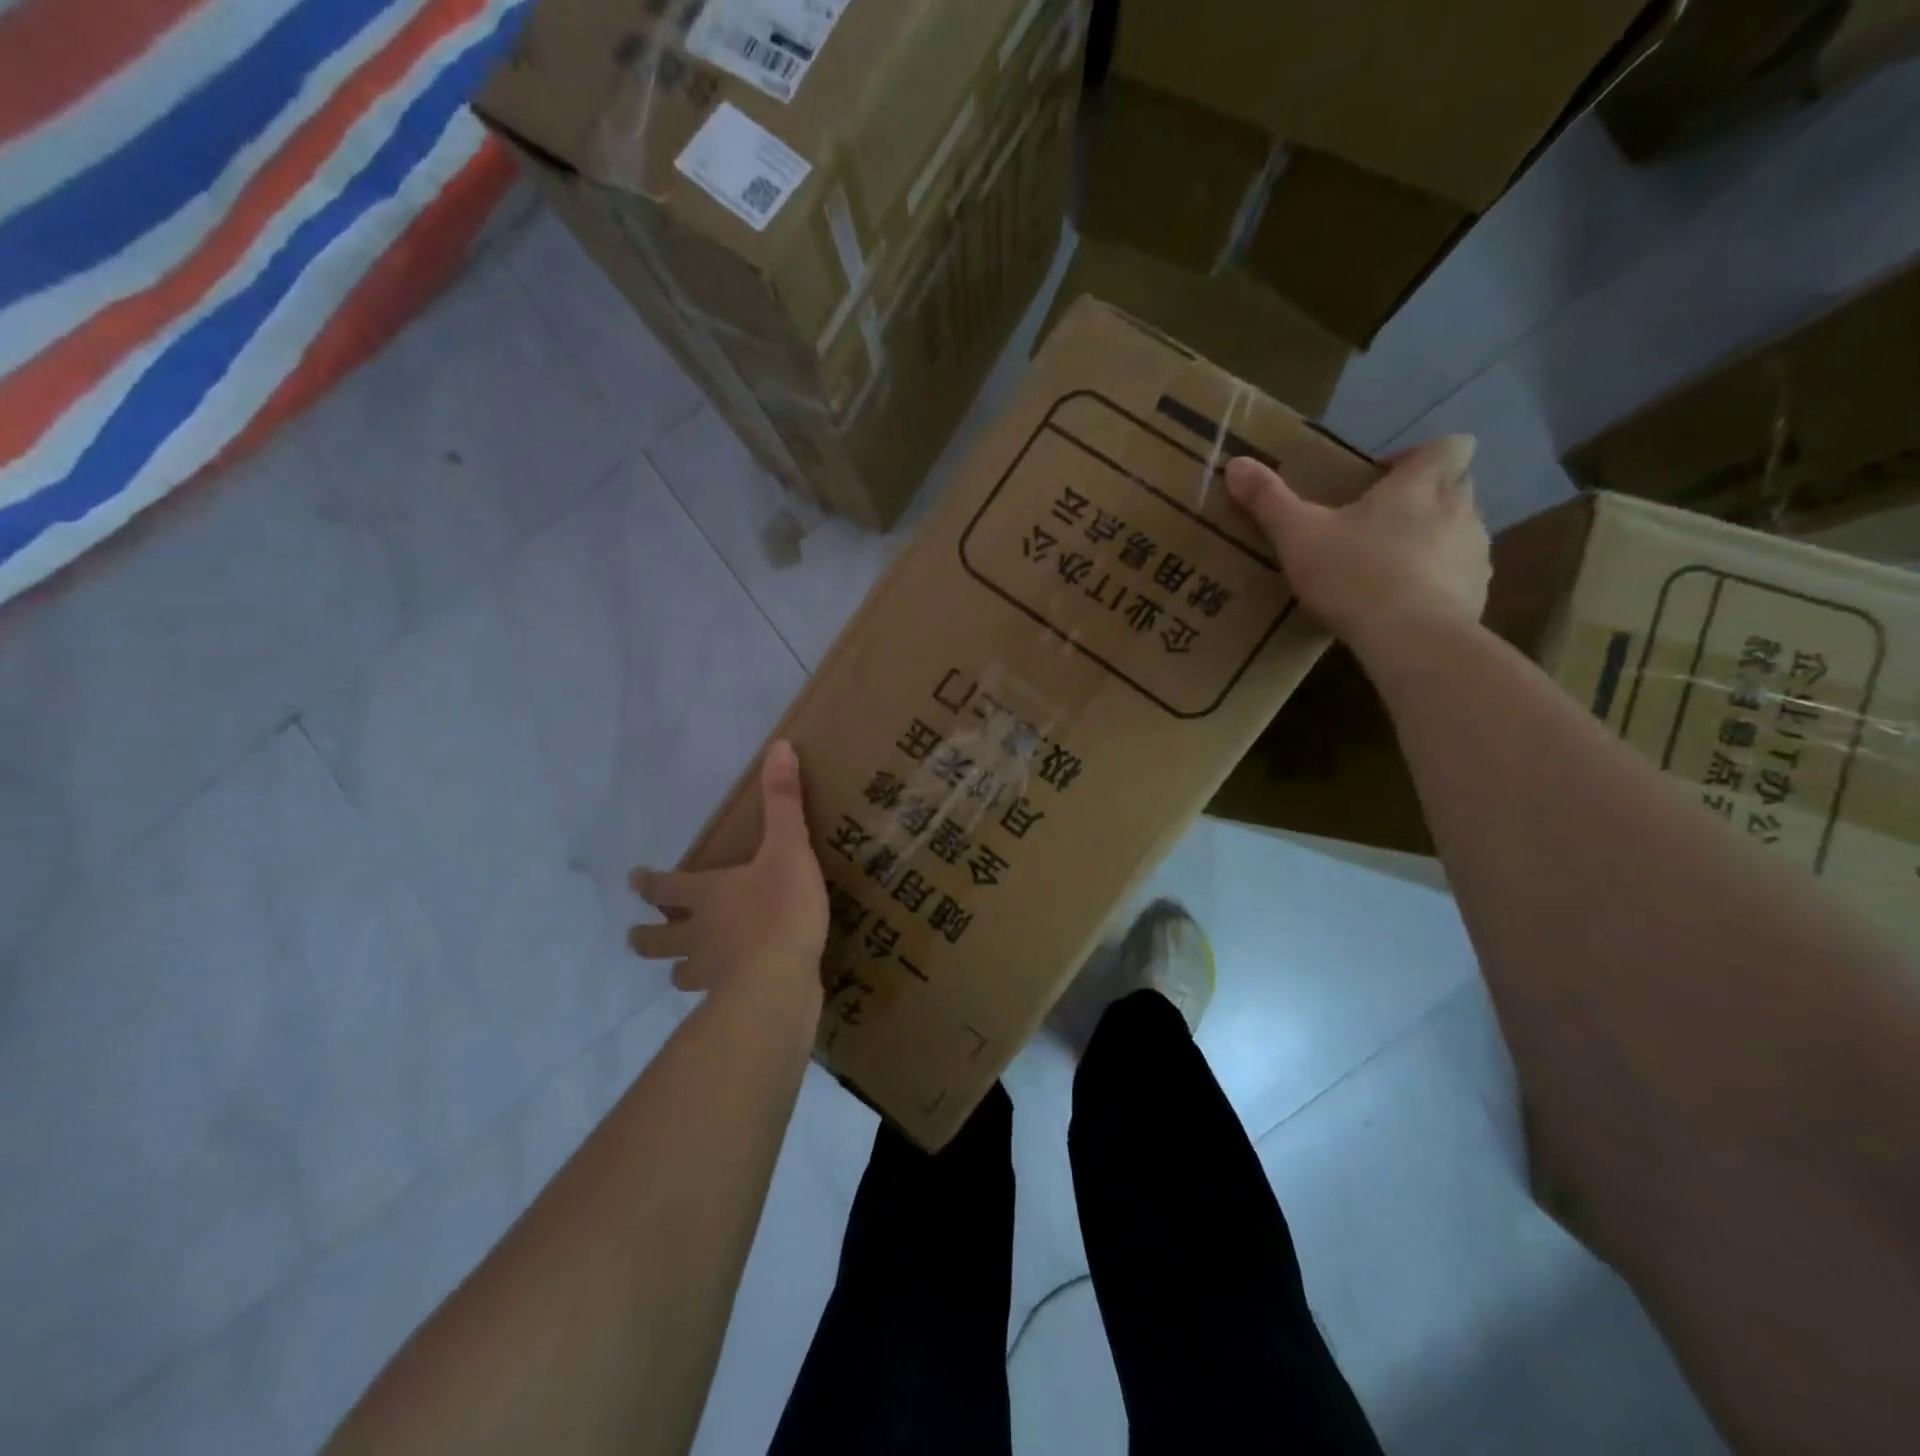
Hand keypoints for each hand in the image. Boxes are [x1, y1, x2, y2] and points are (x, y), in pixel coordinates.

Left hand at [628, 741, 828, 998]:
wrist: (780, 982)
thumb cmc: (778, 909)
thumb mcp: (788, 847)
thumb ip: (784, 801)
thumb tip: (780, 746)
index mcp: (706, 896)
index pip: (664, 888)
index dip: (648, 883)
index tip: (633, 879)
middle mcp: (698, 935)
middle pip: (657, 939)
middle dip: (646, 936)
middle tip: (635, 934)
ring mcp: (711, 974)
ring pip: (680, 973)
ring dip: (677, 967)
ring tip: (681, 970)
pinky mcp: (733, 1002)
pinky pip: (714, 998)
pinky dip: (716, 994)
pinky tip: (729, 995)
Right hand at [1226, 436, 1490, 651]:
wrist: (1411, 639)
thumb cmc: (1354, 575)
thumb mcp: (1298, 536)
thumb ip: (1269, 500)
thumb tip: (1235, 463)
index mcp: (1420, 485)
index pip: (1448, 445)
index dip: (1419, 455)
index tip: (1383, 479)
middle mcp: (1460, 508)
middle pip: (1458, 484)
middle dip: (1426, 496)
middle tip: (1381, 522)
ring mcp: (1476, 552)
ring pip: (1463, 530)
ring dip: (1434, 539)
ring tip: (1391, 567)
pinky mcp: (1478, 593)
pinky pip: (1463, 575)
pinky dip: (1441, 581)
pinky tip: (1408, 605)